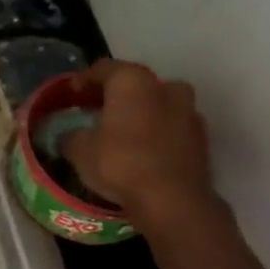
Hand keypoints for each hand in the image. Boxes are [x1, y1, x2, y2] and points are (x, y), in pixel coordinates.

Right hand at [59, 60, 217, 228]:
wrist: (172, 199)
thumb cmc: (120, 164)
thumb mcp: (79, 151)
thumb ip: (70, 136)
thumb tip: (69, 136)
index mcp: (132, 81)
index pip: (103, 69)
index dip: (83, 80)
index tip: (70, 95)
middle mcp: (165, 86)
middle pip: (133, 84)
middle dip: (114, 96)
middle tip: (94, 112)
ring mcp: (189, 110)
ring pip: (156, 103)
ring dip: (139, 113)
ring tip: (120, 133)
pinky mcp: (201, 136)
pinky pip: (171, 125)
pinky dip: (155, 131)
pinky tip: (141, 150)